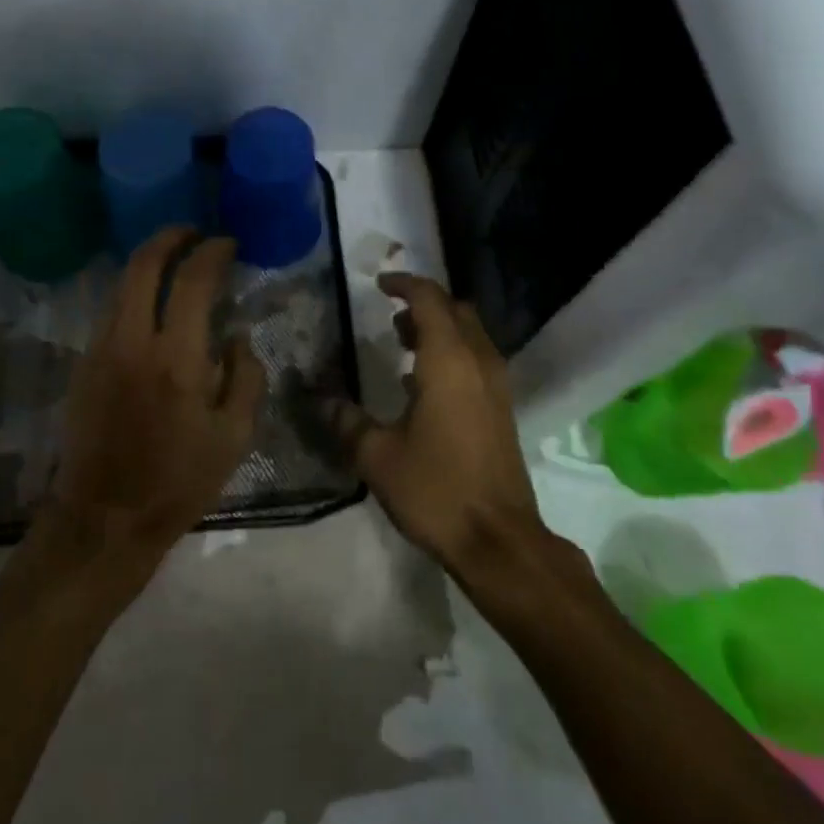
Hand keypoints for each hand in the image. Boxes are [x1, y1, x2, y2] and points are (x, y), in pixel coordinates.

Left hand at [47, 228, 264, 556]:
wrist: (104, 518)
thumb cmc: (178, 481)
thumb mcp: (234, 437)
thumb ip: (246, 376)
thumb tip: (236, 336)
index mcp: (176, 358)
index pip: (192, 281)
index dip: (212, 252)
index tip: (228, 243)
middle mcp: (132, 341)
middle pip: (144, 265)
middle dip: (170, 237)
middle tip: (193, 232)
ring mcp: (100, 350)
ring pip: (120, 284)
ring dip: (147, 261)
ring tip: (173, 256)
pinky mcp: (83, 364)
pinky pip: (109, 310)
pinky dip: (132, 290)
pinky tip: (149, 300)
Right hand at [322, 273, 546, 573]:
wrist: (499, 539)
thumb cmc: (436, 490)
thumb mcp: (377, 456)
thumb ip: (347, 421)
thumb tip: (321, 399)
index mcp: (448, 360)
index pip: (429, 299)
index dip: (404, 284)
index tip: (379, 284)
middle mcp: (478, 361)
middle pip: (456, 309)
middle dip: (424, 304)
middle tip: (390, 316)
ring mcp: (496, 384)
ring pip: (470, 333)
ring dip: (439, 327)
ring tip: (402, 343)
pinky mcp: (502, 407)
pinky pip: (478, 358)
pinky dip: (452, 352)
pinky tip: (423, 383)